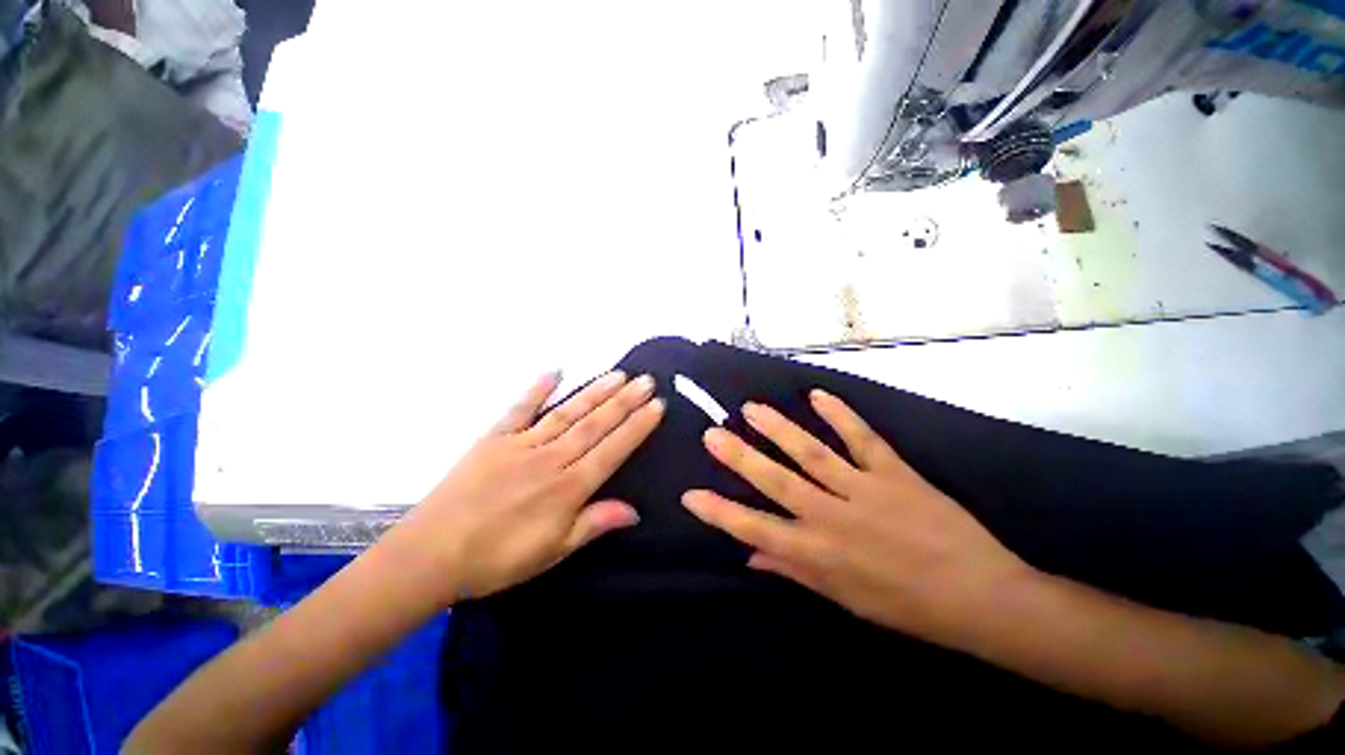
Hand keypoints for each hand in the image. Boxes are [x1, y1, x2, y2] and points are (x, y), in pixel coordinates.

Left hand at [390, 370, 663, 604]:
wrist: (430, 556)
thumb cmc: (497, 560)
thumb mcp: (553, 551)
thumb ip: (594, 524)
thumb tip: (635, 510)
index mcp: (568, 488)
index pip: (612, 450)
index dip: (637, 427)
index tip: (657, 406)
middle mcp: (551, 458)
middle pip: (595, 424)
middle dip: (625, 401)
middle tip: (647, 381)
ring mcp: (522, 444)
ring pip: (568, 412)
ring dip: (595, 392)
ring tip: (619, 375)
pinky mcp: (494, 438)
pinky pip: (520, 408)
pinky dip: (538, 389)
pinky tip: (556, 371)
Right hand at [682, 390, 1035, 649]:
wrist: (981, 597)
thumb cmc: (906, 606)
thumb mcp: (844, 600)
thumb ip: (794, 571)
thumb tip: (750, 555)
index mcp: (819, 555)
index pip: (756, 529)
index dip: (720, 512)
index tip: (691, 495)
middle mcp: (833, 518)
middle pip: (776, 481)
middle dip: (740, 458)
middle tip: (712, 434)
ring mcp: (864, 490)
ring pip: (811, 453)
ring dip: (778, 429)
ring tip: (751, 408)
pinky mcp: (895, 473)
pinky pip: (863, 439)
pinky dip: (840, 415)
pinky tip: (817, 396)